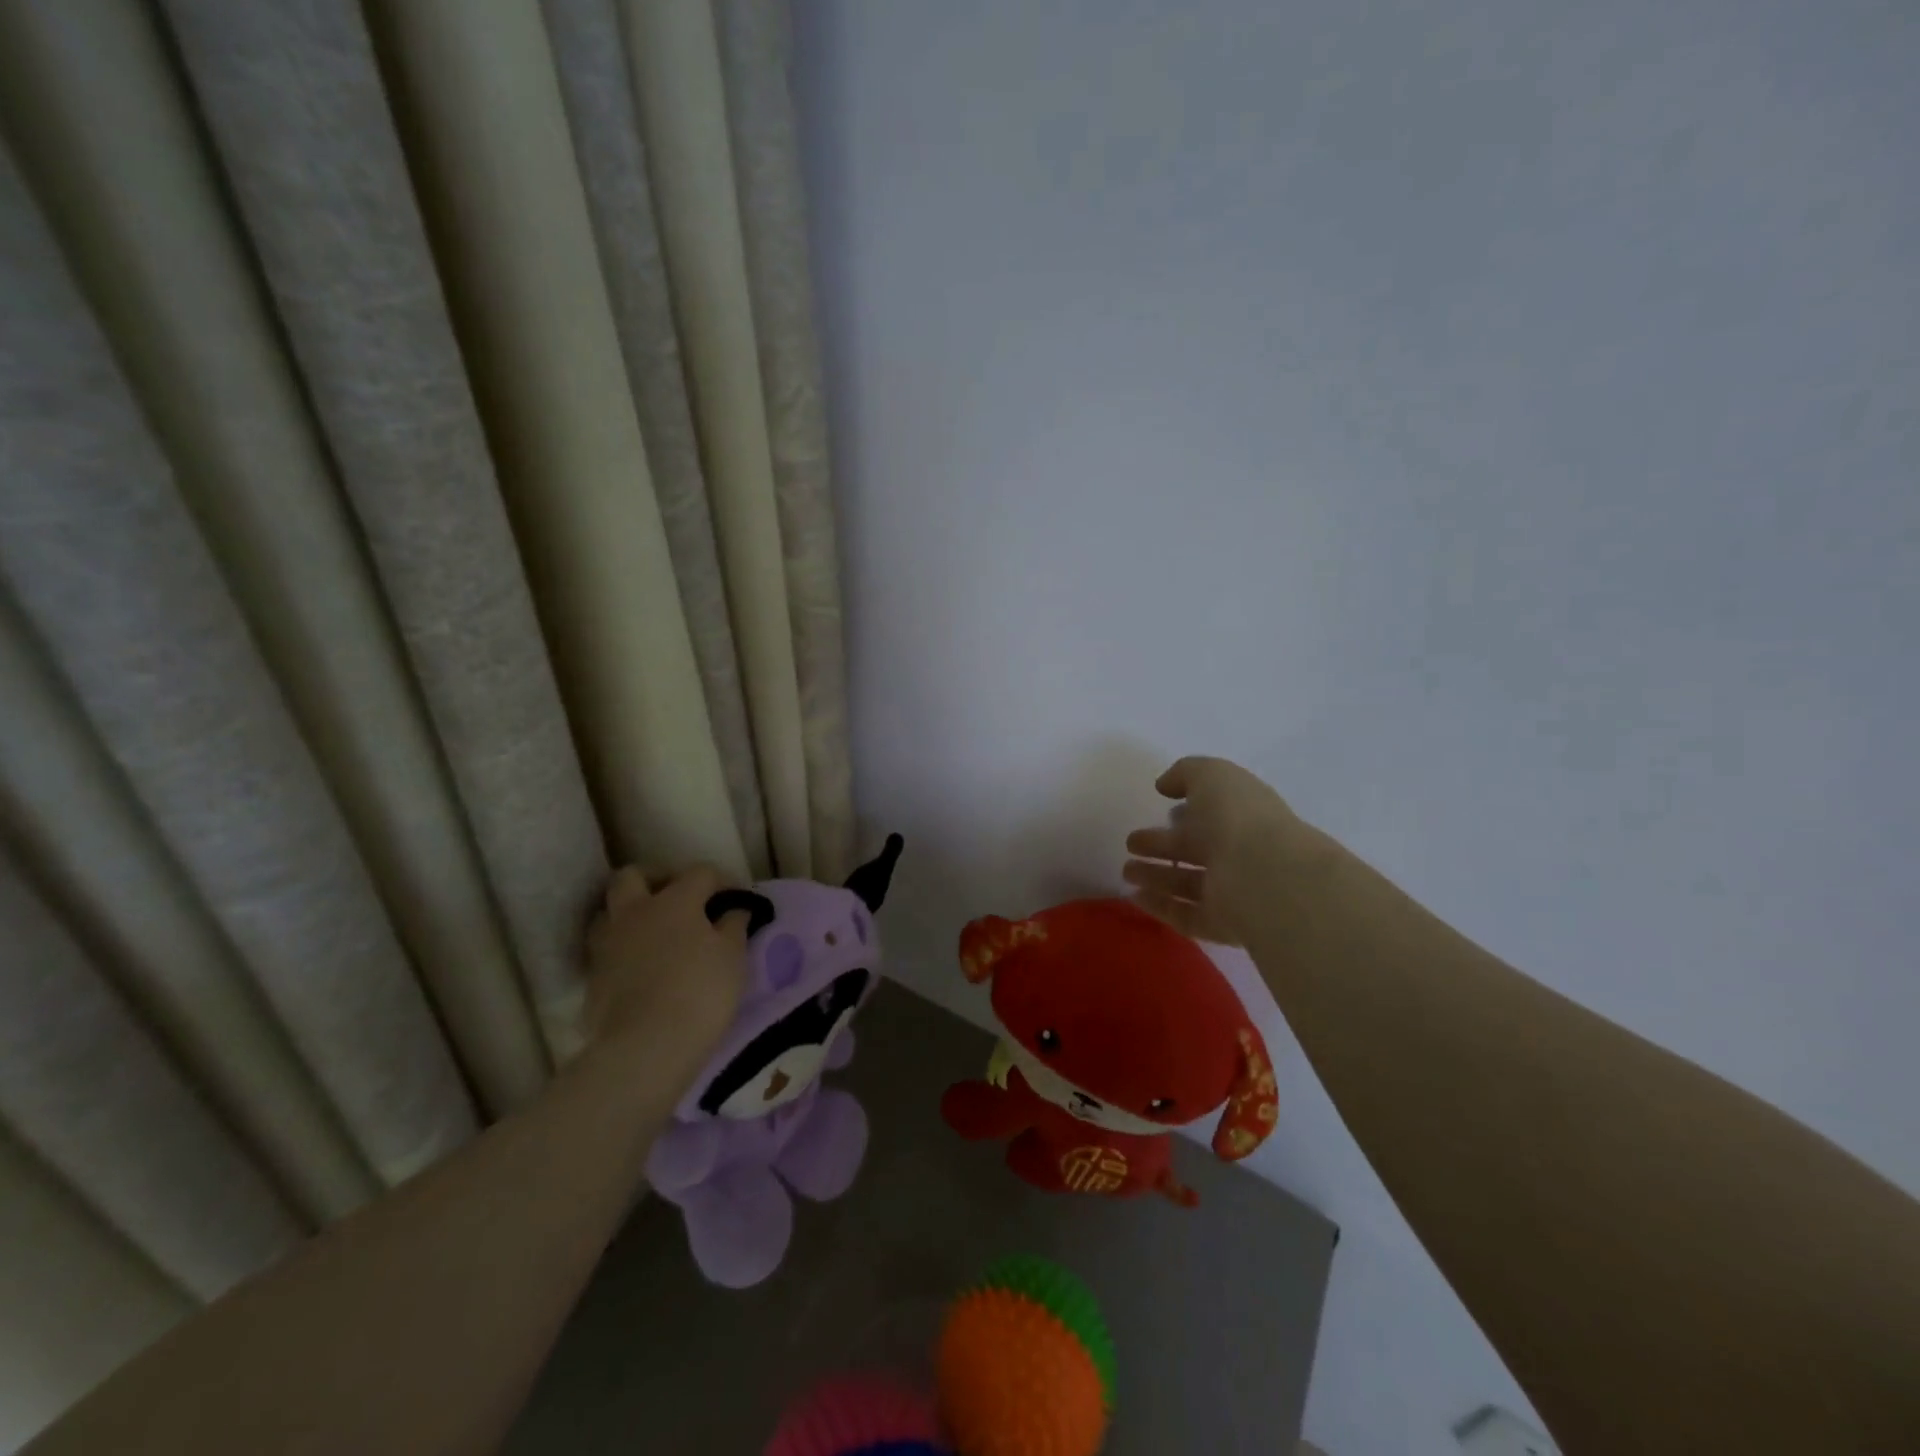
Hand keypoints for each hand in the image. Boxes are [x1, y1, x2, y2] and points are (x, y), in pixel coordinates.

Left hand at [582, 865, 747, 1068]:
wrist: (646, 1047)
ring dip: (631, 914)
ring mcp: (608, 944)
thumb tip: (734, 910)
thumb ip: (734, 925)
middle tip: (678, 898)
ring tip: (654, 933)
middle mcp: (635, 912)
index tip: (737, 901)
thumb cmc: (700, 992)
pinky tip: (641, 968)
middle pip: (633, 876)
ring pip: (610, 911)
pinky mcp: (593, 978)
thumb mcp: (733, 957)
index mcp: (674, 900)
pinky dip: (623, 950)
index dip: (722, 881)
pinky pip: (606, 950)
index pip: (700, 872)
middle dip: (656, 879)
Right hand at [1122, 756, 1307, 945]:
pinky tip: (1133, 897)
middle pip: (1195, 849)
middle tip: (1130, 844)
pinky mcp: (1221, 924)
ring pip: (1187, 883)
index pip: (1211, 813)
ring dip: (1156, 877)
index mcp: (1242, 816)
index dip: (1186, 810)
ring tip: (1126, 871)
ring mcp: (1232, 892)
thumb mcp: (1212, 775)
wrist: (1265, 877)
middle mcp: (1239, 853)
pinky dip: (1160, 906)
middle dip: (1161, 845)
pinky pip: (1185, 915)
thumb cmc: (1239, 818)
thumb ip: (1186, 773)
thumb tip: (1165, 785)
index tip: (1158, 807)